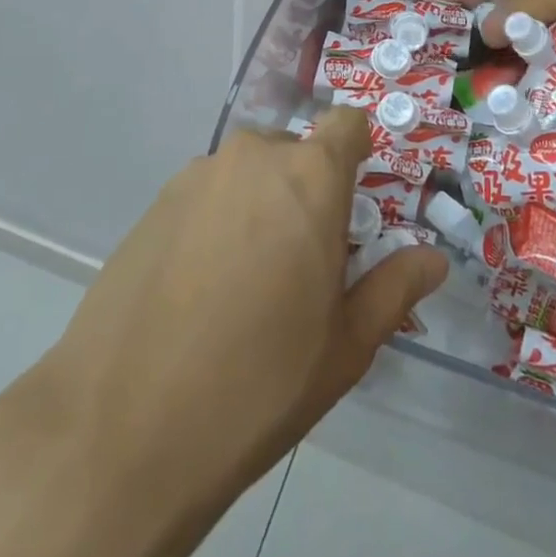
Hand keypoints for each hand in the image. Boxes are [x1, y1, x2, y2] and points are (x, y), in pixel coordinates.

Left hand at [37, 106, 448, 556]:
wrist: (122, 431)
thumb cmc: (258, 383)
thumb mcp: (345, 345)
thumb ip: (394, 288)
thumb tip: (433, 260)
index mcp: (310, 177)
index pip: (346, 124)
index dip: (355, 154)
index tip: (351, 204)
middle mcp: (253, 158)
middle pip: (294, 154)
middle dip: (306, 192)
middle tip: (301, 264)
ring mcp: (195, 178)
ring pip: (247, 176)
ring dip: (258, 208)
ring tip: (245, 285)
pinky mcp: (152, 206)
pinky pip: (205, 197)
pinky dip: (215, 224)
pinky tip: (197, 292)